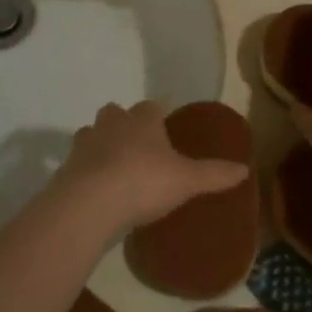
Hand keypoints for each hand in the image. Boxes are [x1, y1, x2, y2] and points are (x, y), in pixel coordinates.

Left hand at [54, 101, 246, 230]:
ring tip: (114, 168)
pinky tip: (96, 190)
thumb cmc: (143, 181)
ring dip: (101, 145)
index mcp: (142, 119)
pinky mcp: (66, 168)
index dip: (158, 115)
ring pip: (92, 134)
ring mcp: (85, 144)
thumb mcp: (187, 180)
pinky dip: (86, 172)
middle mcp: (111, 123)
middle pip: (116, 113)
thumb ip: (214, 174)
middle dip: (124, 124)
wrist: (89, 204)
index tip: (165, 127)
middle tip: (137, 146)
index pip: (152, 107)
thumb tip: (245, 169)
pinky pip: (78, 163)